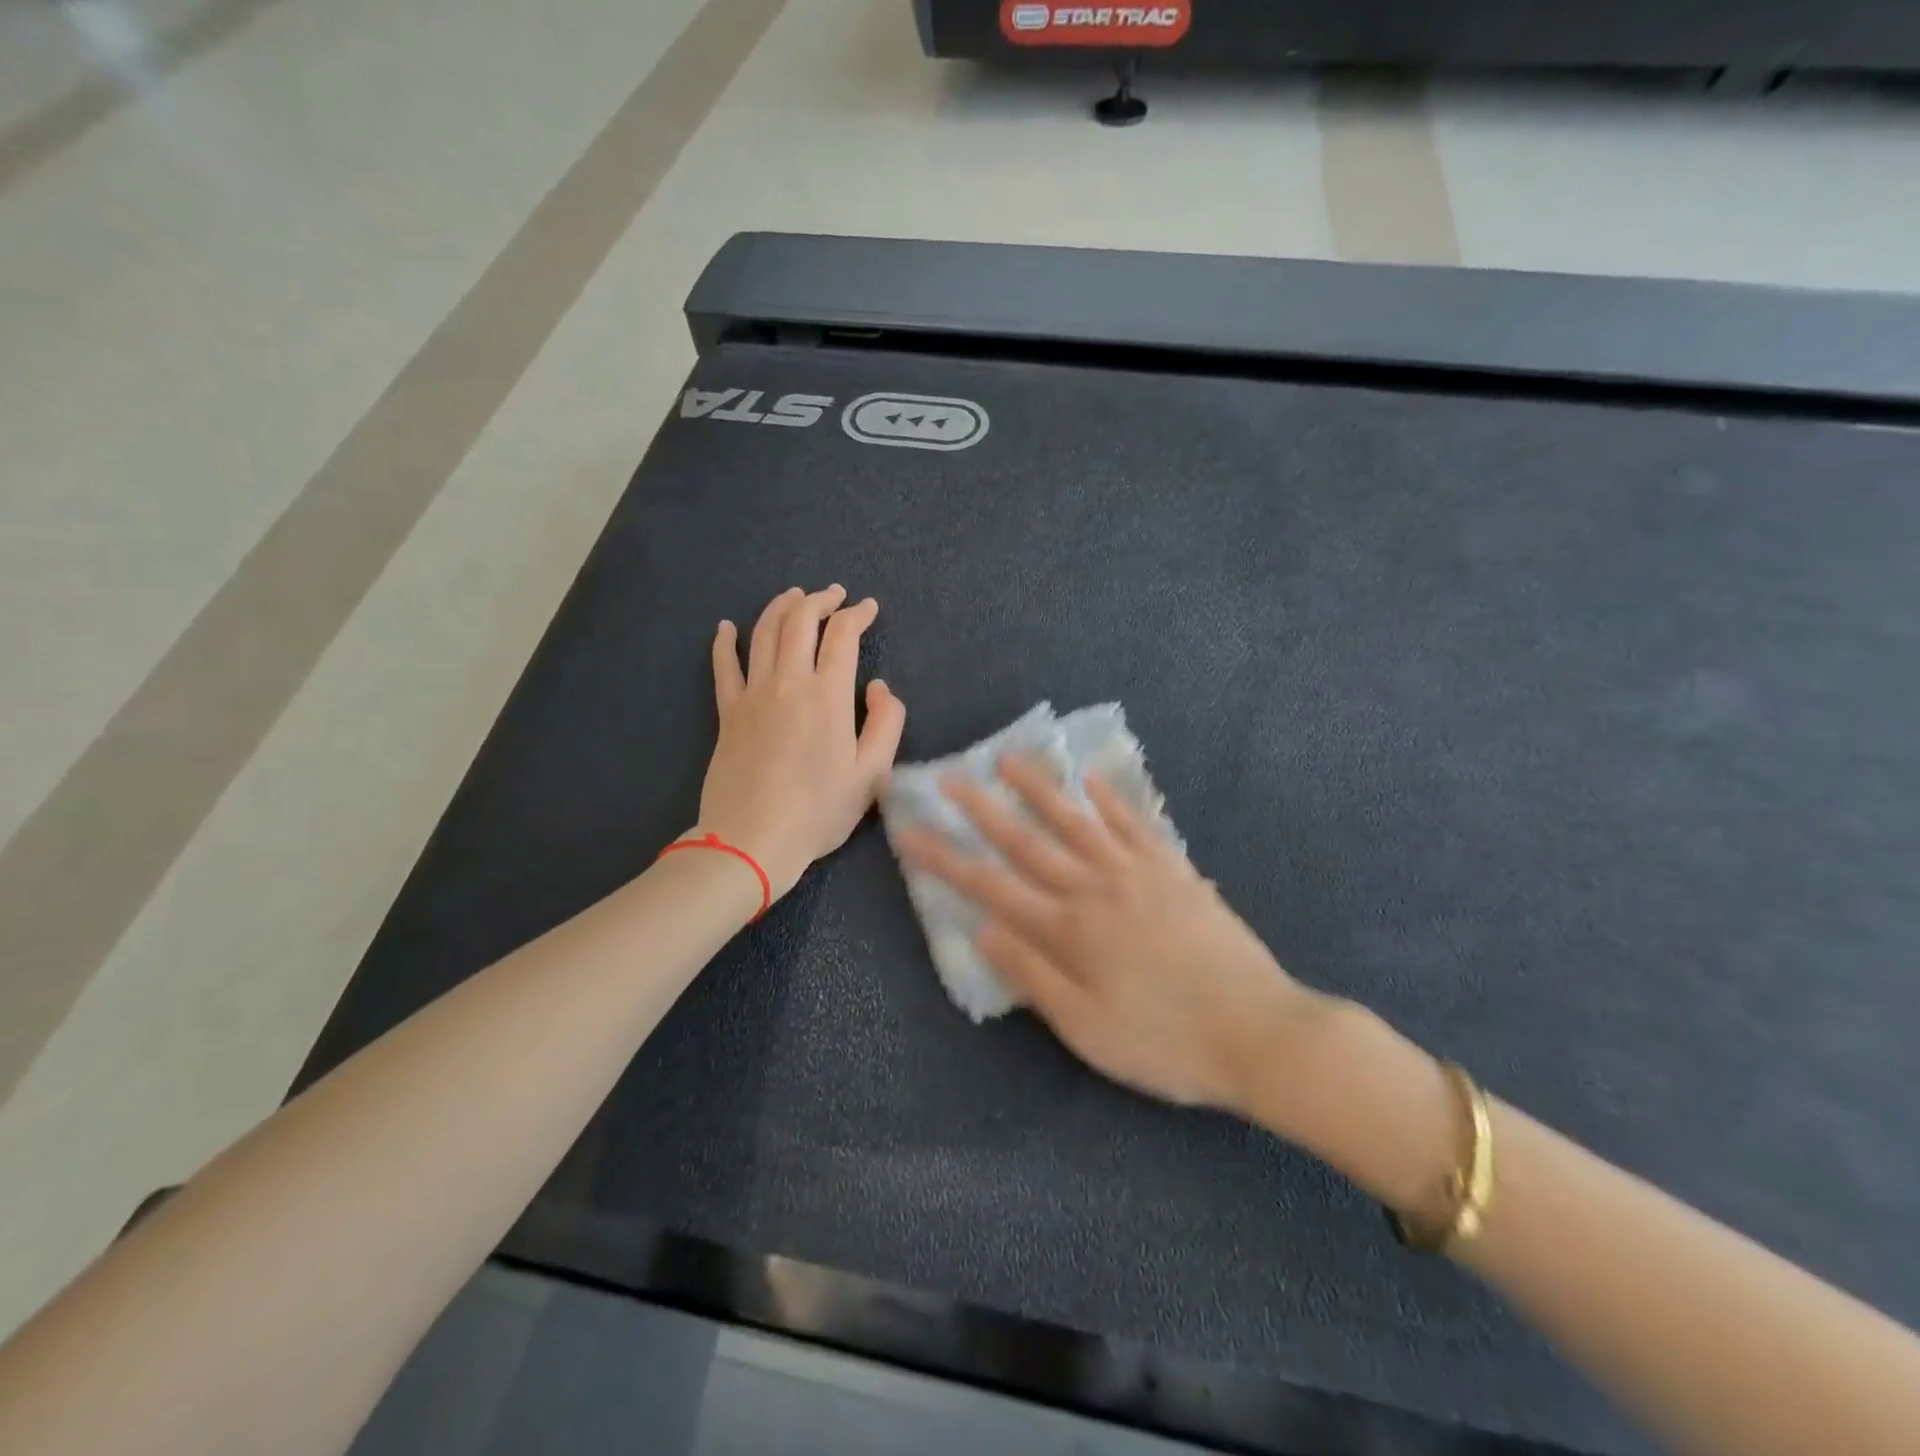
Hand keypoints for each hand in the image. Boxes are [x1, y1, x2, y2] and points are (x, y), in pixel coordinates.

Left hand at [697, 585, 906, 899]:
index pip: (842, 636)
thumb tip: (879, 687)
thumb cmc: (819, 811)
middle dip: (820, 599)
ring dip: (781, 607)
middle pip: (800, 621)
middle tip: (834, 594)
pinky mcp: (727, 711)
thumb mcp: (873, 774)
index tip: (868, 608)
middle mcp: (789, 682)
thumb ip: (886, 723)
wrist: (752, 839)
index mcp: (829, 696)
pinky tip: (726, 627)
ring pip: (763, 632)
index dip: (857, 614)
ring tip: (794, 596)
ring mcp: (753, 694)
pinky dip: (725, 640)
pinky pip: (724, 665)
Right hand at [897, 759, 1328, 1110]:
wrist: (1260, 1032)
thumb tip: (983, 931)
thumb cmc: (1166, 1042)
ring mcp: (1137, 873)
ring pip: (1076, 820)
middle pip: (1027, 840)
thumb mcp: (1088, 1029)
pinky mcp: (1174, 870)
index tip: (912, 833)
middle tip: (948, 778)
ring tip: (1007, 760)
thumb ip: (1033, 976)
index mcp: (1068, 930)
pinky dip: (1110, 800)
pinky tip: (1091, 781)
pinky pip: (1134, 825)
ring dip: (1038, 789)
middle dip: (981, 809)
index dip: (946, 860)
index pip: (990, 887)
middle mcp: (1095, 888)